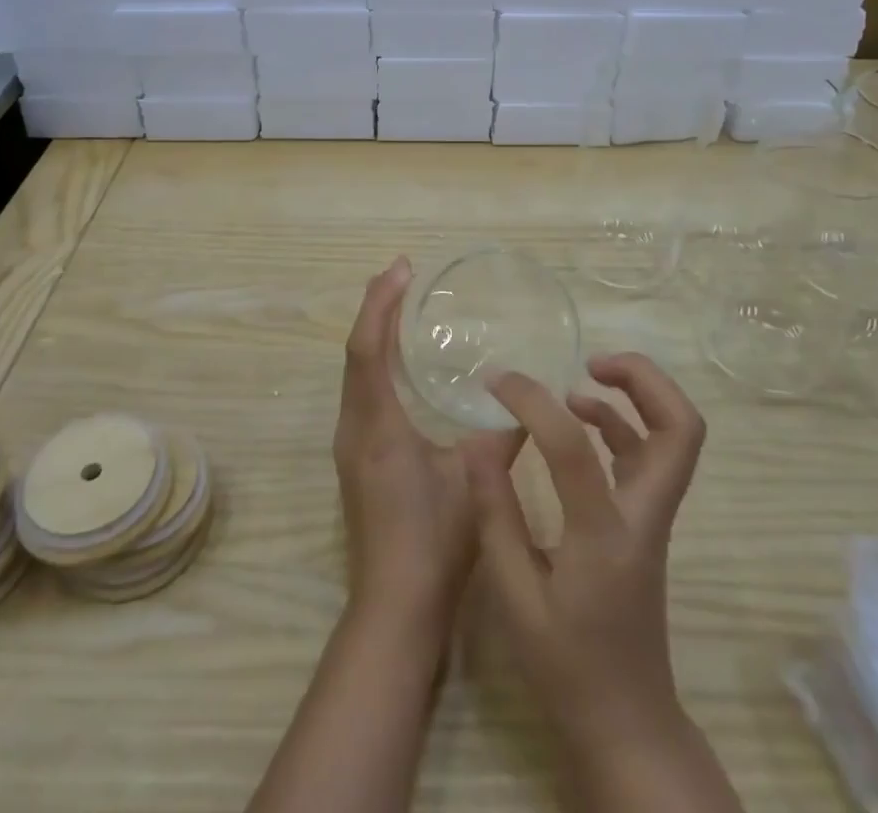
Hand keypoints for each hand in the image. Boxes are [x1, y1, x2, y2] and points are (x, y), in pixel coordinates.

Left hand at [334, 257, 524, 633]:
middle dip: (376, 307)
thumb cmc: (434, 543)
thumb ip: (501, 435)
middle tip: (404, 275)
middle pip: (356, 351)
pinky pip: (362, 391)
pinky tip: (402, 364)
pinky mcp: (357, 458)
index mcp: (377, 425)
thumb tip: (526, 402)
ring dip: (375, 333)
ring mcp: (351, 444)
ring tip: (402, 305)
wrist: (394, 609)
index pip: (368, 347)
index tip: (403, 268)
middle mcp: (354, 427)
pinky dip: (377, 362)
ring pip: (356, 371)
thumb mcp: (474, 481)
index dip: (382, 303)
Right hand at [469, 353, 706, 741]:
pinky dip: (622, 424)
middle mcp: (643, 517)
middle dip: (644, 378)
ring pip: (676, 437)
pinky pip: (649, 455)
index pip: (573, 445)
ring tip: (581, 379)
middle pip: (681, 428)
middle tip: (592, 360)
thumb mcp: (513, 596)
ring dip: (638, 395)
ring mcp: (653, 518)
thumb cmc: (565, 666)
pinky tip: (580, 420)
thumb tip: (478, 441)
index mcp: (603, 536)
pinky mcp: (647, 523)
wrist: (626, 723)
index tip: (496, 382)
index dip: (531, 400)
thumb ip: (495, 514)